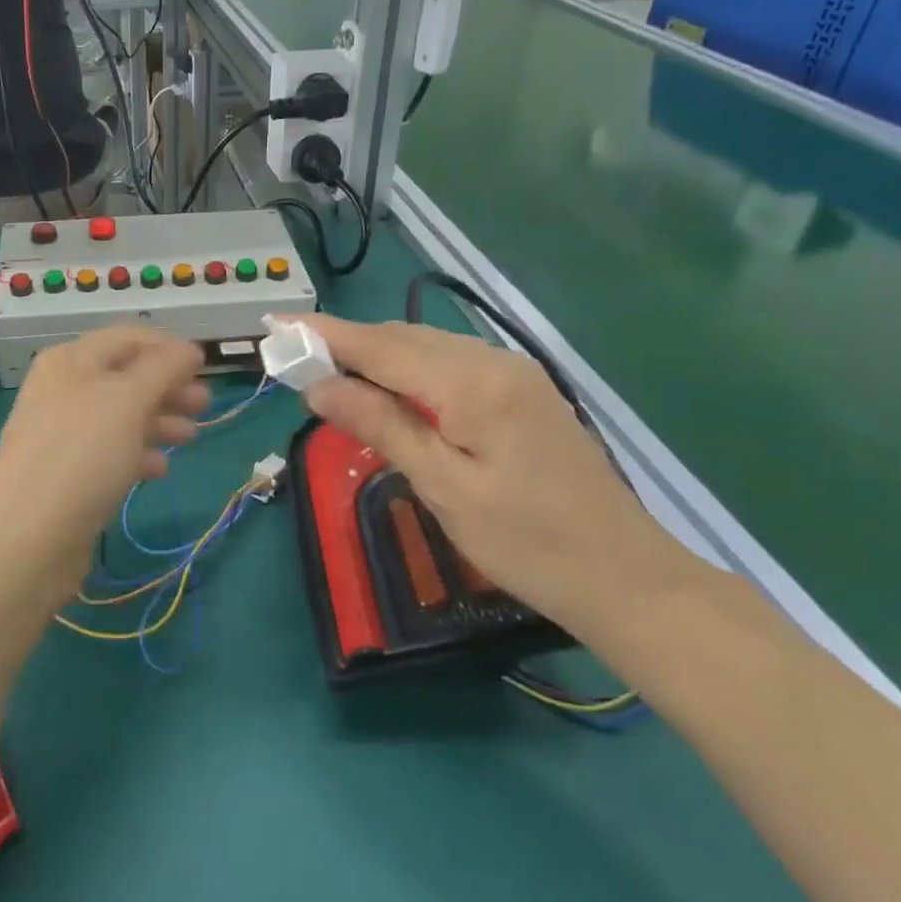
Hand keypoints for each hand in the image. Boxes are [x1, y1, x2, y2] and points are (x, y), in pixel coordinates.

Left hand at [0, 326, 206, 605]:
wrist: (27, 538)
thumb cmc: (82, 455)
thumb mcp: (128, 400)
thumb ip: (163, 368)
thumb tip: (189, 349)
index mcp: (71, 360)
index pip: (128, 338)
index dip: (168, 347)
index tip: (206, 365)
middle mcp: (63, 390)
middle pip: (126, 377)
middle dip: (168, 387)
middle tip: (205, 403)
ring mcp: (62, 434)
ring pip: (120, 416)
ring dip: (159, 420)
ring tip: (191, 436)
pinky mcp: (65, 473)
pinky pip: (108, 452)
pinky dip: (137, 453)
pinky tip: (159, 470)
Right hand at [295, 316, 697, 631]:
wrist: (625, 575)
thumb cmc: (527, 542)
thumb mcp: (443, 486)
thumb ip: (381, 425)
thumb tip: (319, 386)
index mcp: (472, 382)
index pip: (381, 346)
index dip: (325, 334)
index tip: (276, 325)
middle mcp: (493, 360)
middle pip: (403, 338)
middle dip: (347, 344)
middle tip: (295, 359)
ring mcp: (513, 373)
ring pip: (428, 348)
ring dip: (377, 356)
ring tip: (330, 373)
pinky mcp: (522, 392)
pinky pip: (451, 365)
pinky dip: (409, 371)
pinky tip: (390, 392)